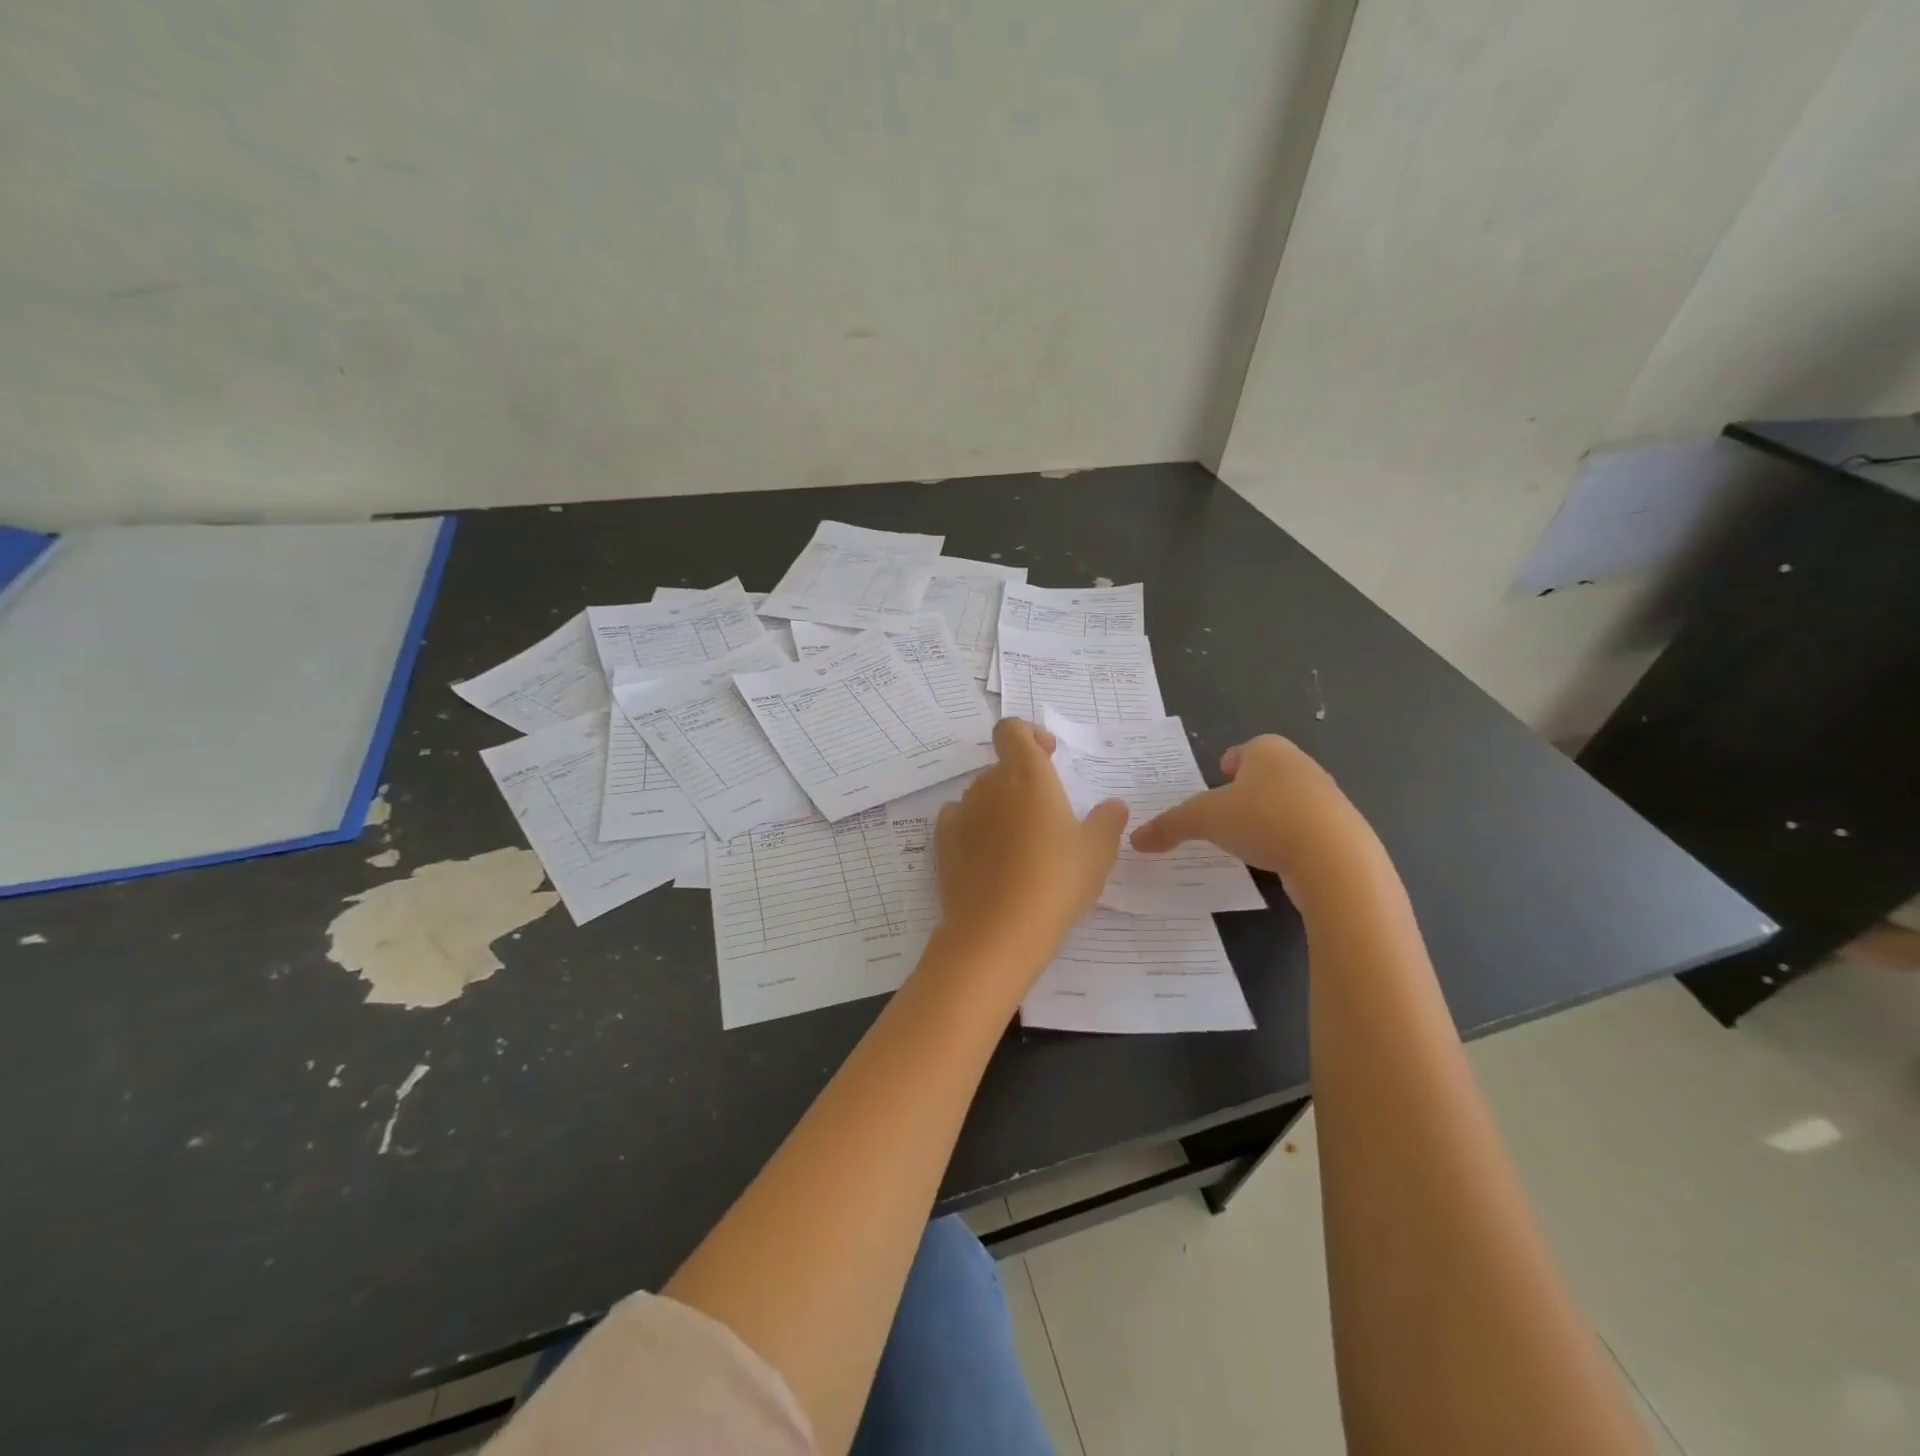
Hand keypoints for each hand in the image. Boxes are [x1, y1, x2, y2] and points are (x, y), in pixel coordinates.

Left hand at [935, 718, 1128, 978]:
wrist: (998, 932)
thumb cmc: (1056, 882)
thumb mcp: (1097, 852)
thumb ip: (1107, 821)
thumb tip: (1113, 805)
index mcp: (1027, 775)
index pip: (1012, 730)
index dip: (1029, 735)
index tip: (1049, 756)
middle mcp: (989, 785)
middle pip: (1001, 766)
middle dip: (1022, 780)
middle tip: (1047, 816)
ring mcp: (961, 813)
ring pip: (981, 795)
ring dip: (999, 807)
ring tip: (1021, 844)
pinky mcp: (942, 843)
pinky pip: (959, 821)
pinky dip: (974, 828)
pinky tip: (990, 857)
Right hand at [1129, 735, 1373, 888]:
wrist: (1335, 859)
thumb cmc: (1264, 820)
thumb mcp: (1204, 820)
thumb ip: (1169, 826)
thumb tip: (1136, 839)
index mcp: (1268, 750)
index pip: (1246, 748)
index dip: (1230, 762)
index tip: (1218, 780)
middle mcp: (1301, 765)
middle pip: (1268, 772)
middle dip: (1249, 789)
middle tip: (1226, 811)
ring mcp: (1326, 798)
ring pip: (1289, 800)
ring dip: (1270, 814)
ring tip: (1248, 839)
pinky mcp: (1342, 830)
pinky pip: (1306, 829)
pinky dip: (1290, 839)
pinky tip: (1276, 859)